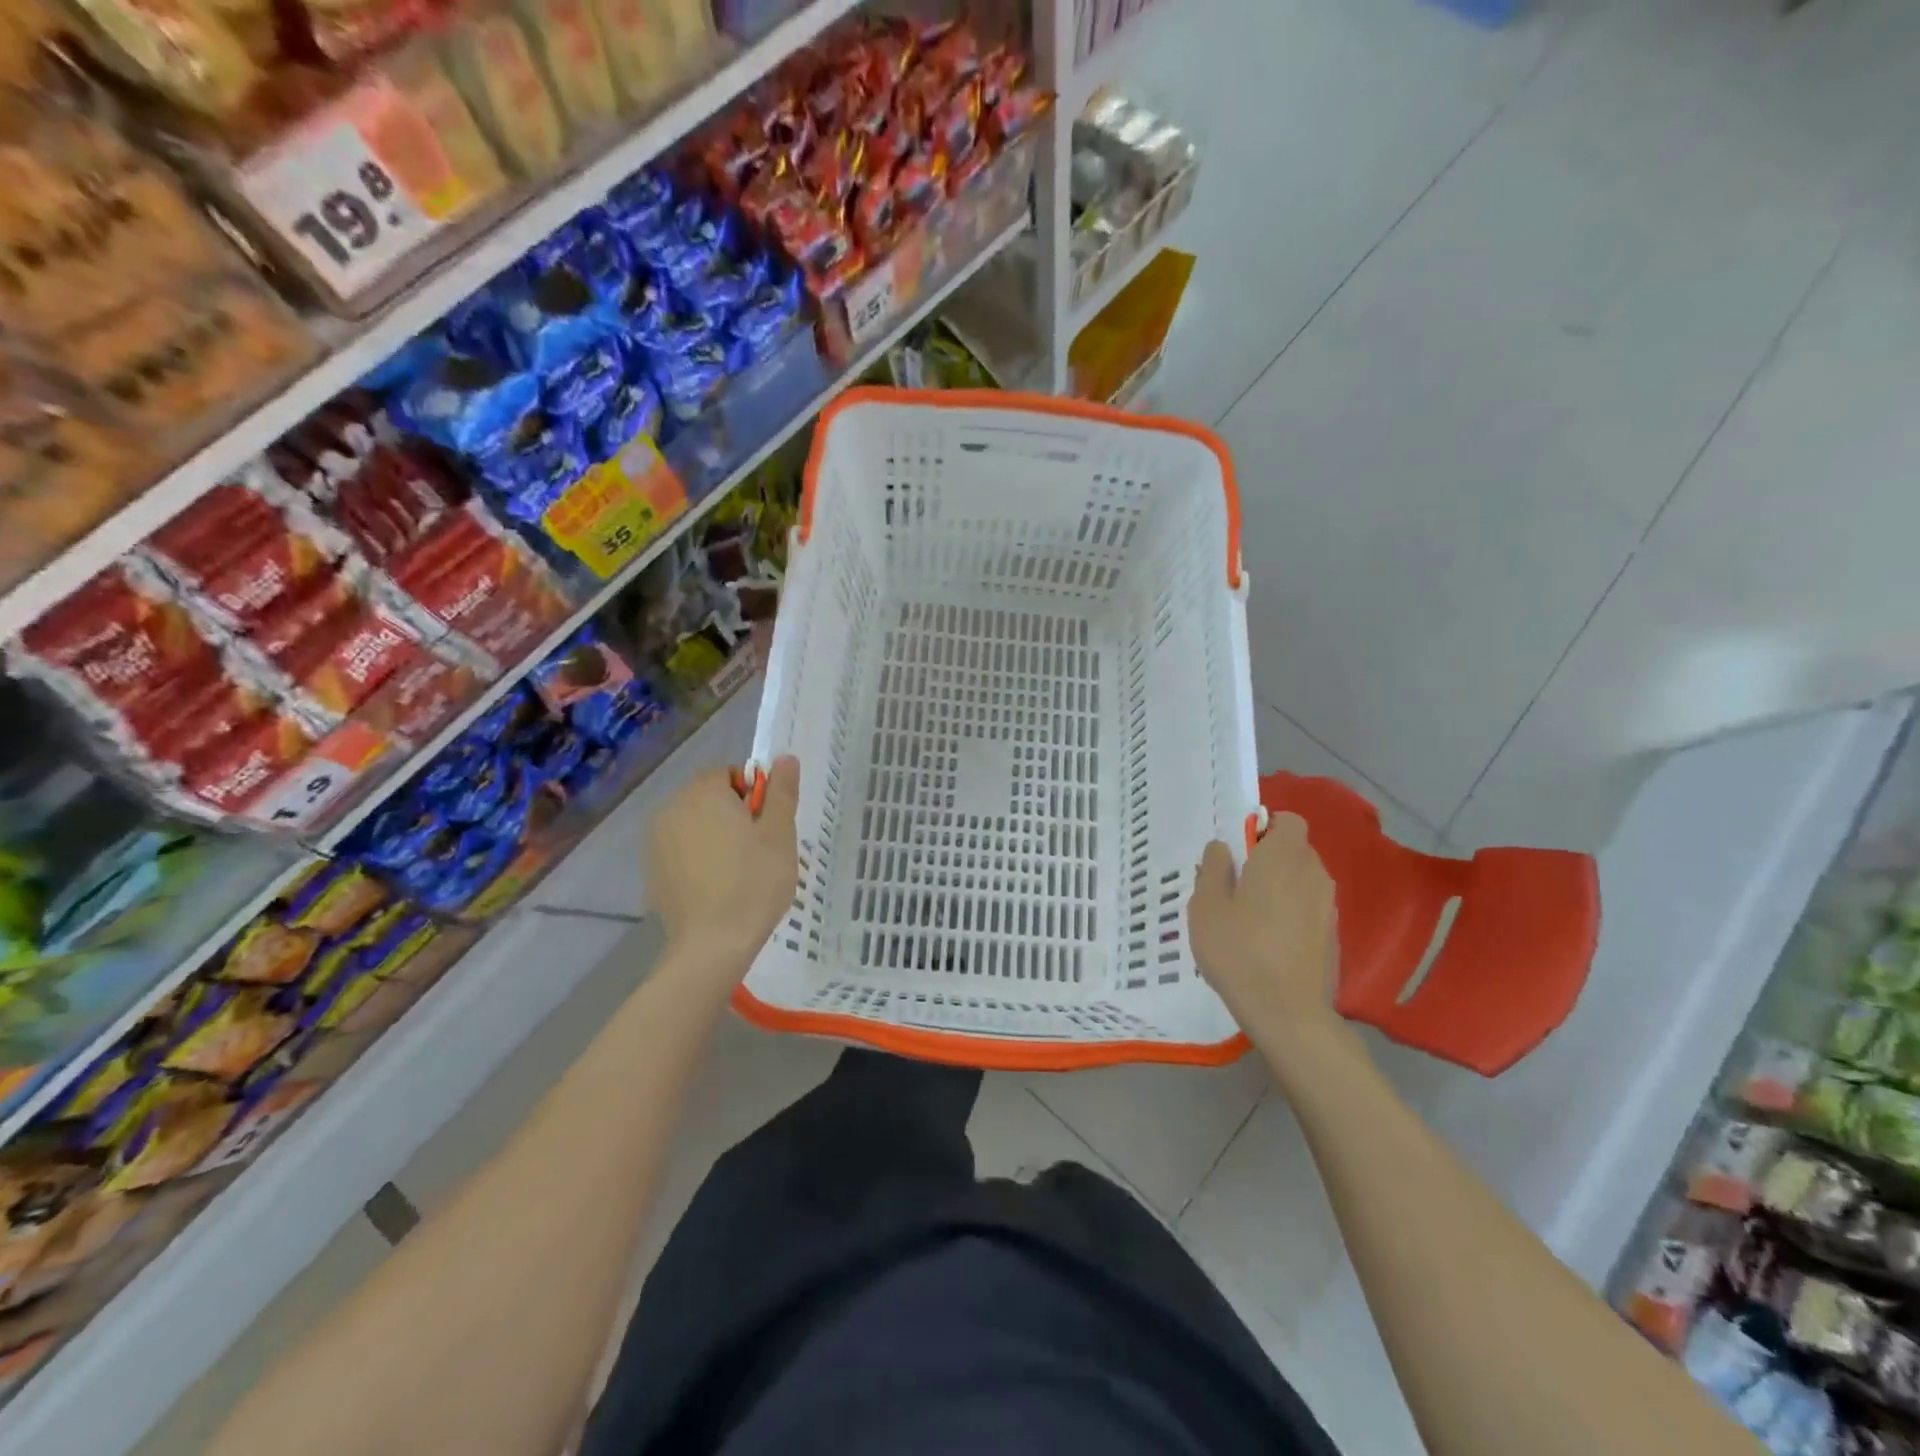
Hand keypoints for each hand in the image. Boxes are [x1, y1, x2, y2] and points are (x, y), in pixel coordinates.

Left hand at [648, 757, 799, 969]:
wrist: (712, 945)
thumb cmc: (754, 882)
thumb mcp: (779, 834)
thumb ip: (781, 792)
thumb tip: (785, 758)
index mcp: (703, 792)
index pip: (729, 774)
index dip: (754, 795)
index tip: (767, 825)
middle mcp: (672, 808)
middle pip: (709, 798)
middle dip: (734, 815)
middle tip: (759, 849)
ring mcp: (656, 842)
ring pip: (695, 826)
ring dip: (716, 837)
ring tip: (739, 872)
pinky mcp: (652, 872)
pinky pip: (681, 852)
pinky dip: (698, 860)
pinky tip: (716, 889)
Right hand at [1189, 813, 1340, 1049]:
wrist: (1288, 1013)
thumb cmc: (1239, 951)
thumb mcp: (1206, 906)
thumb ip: (1213, 868)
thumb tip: (1223, 848)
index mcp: (1282, 858)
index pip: (1288, 820)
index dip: (1264, 827)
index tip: (1239, 849)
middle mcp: (1313, 874)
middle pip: (1295, 849)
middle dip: (1269, 857)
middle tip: (1235, 882)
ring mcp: (1328, 906)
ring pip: (1303, 879)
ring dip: (1280, 885)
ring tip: (1249, 913)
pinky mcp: (1332, 935)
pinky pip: (1309, 906)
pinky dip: (1291, 911)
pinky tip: (1268, 939)